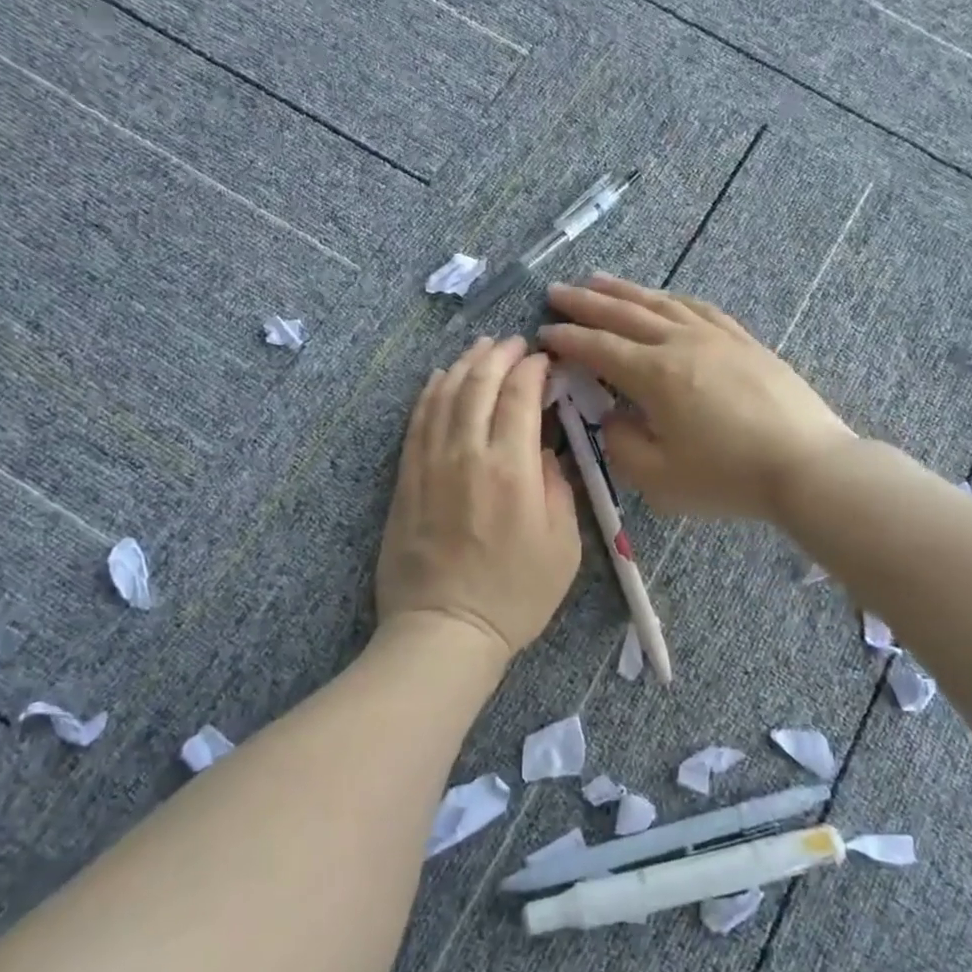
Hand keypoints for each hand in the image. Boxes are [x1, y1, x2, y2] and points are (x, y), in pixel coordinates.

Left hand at [375, 336, 581, 663]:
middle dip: (499, 355)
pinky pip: (417, 420)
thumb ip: (559, 487)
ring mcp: (430, 463)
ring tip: (481, 348)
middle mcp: (468, 454)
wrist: (445, 628)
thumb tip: (547, 451)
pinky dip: (431, 392)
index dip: (533, 369)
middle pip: (479, 384)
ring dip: (465, 364)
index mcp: (513, 468)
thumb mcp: (564, 546)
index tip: (544, 361)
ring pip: (445, 394)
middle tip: (515, 343)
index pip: (520, 396)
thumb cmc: (516, 594)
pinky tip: (441, 378)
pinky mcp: (407, 478)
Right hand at [541, 275, 855, 521]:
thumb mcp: (659, 478)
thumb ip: (622, 445)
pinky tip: (664, 298)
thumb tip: (614, 417)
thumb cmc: (728, 477)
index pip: (599, 348)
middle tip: (556, 290)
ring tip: (598, 280)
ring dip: (625, 290)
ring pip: (661, 303)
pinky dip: (672, 299)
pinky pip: (700, 308)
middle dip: (586, 302)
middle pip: (624, 314)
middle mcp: (681, 343)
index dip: (568, 338)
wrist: (807, 465)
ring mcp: (717, 337)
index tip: (544, 331)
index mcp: (655, 374)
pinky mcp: (745, 341)